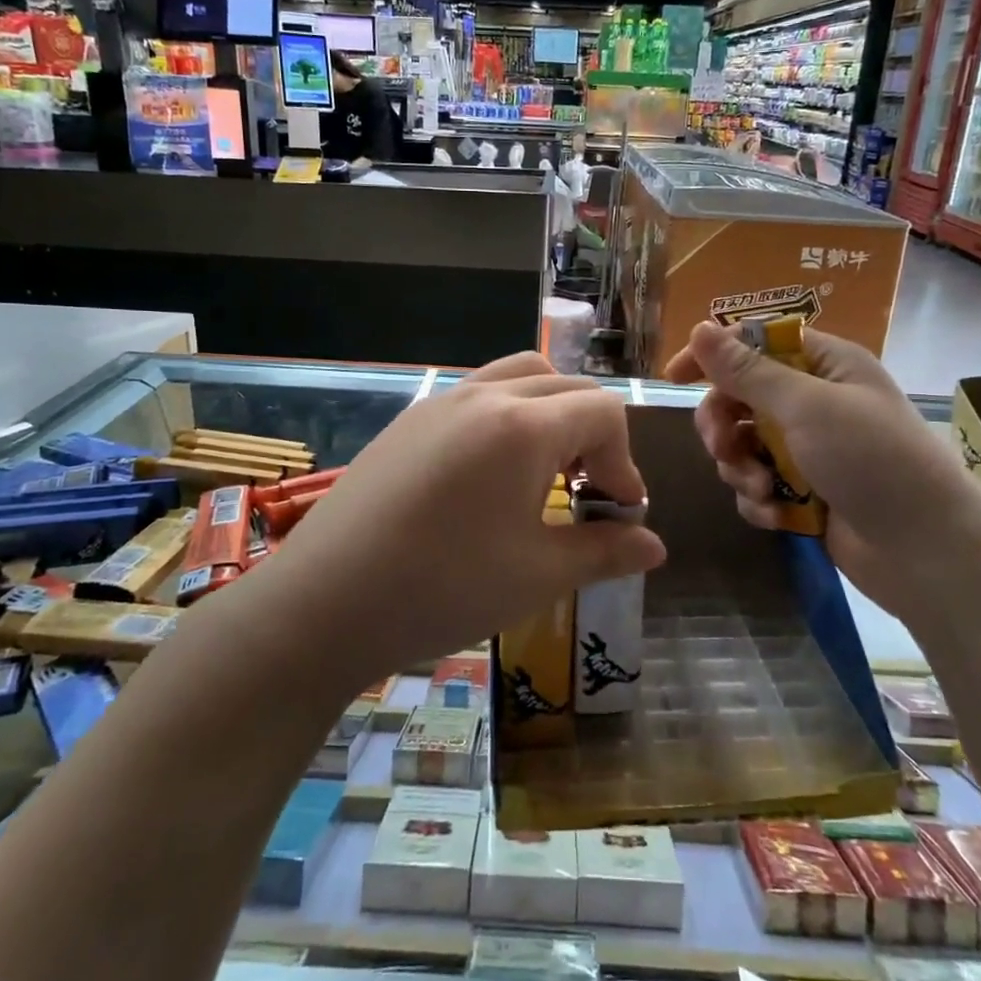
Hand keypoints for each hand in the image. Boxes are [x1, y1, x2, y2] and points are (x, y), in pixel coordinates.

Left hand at [253, 353, 665, 686]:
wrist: (325, 603)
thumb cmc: (444, 589)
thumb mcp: (538, 576)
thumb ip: (605, 552)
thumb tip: (654, 546)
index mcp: (525, 426)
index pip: (604, 411)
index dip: (625, 460)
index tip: (618, 512)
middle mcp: (485, 396)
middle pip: (565, 385)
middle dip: (592, 433)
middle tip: (586, 492)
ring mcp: (441, 402)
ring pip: (518, 377)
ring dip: (548, 414)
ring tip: (541, 474)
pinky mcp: (409, 420)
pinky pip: (476, 396)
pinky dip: (505, 417)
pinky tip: (487, 477)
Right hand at [666, 321, 980, 623]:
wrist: (925, 552)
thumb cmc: (873, 461)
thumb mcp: (807, 407)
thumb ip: (748, 371)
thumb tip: (701, 328)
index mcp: (825, 365)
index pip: (756, 343)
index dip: (714, 355)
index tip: (674, 377)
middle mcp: (814, 401)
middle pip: (740, 397)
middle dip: (724, 425)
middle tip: (723, 448)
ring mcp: (808, 449)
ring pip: (742, 444)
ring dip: (740, 467)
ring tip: (762, 489)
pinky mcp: (803, 492)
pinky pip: (757, 483)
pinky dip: (759, 498)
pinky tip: (776, 514)